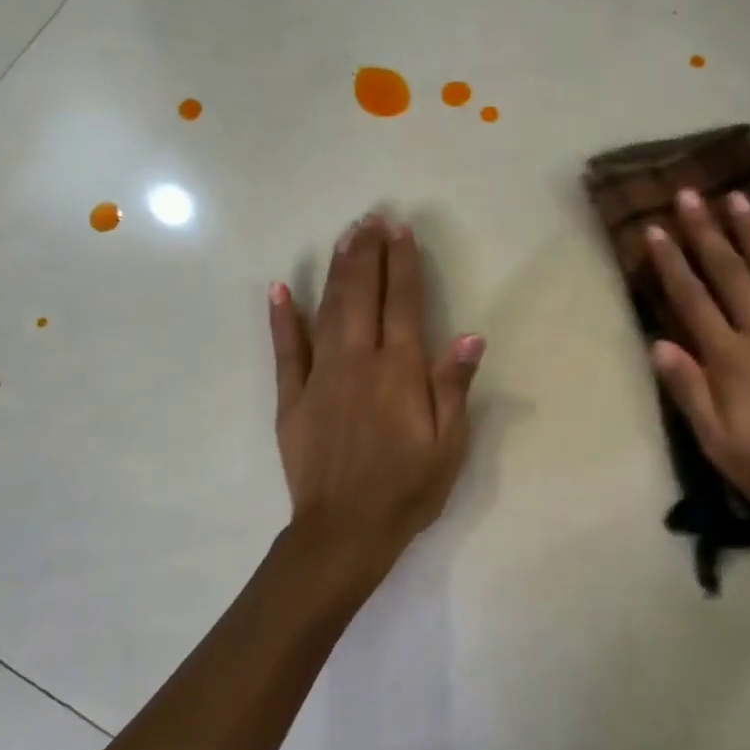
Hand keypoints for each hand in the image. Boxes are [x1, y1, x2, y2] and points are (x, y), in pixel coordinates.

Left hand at [269, 213, 484, 576]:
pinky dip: (283, 318)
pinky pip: (286, 350)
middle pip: (362, 295)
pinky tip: (280, 289)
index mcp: (401, 372)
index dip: (403, 264)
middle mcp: (359, 362)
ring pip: (327, 311)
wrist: (345, 531)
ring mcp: (320, 378)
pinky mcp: (292, 399)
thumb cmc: (408, 490)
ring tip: (343, 237)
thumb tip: (470, 335)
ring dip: (336, 271)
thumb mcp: (449, 445)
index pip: (405, 304)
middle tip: (370, 218)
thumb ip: (454, 387)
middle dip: (367, 254)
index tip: (401, 230)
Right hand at [646, 189, 749, 531]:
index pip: (693, 302)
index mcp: (731, 360)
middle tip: (690, 193)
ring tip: (736, 198)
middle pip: (731, 275)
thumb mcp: (718, 443)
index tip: (656, 229)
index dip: (672, 264)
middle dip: (707, 233)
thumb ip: (689, 391)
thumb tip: (658, 344)